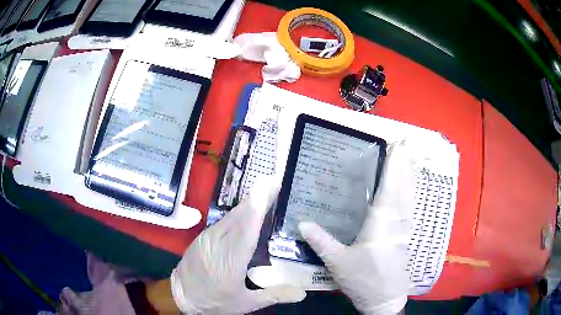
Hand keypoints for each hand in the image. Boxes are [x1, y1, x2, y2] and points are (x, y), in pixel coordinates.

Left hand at [171, 177, 305, 313]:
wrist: (181, 297)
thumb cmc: (215, 302)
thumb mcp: (246, 303)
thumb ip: (274, 295)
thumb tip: (302, 293)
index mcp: (230, 261)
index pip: (246, 229)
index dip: (257, 206)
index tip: (269, 186)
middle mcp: (217, 243)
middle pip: (239, 215)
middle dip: (257, 196)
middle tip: (275, 181)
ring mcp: (207, 238)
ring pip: (230, 216)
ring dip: (248, 202)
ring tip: (265, 190)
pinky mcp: (202, 237)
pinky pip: (223, 221)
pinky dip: (238, 213)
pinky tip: (247, 210)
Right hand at [299, 141, 415, 313]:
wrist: (385, 299)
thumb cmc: (362, 280)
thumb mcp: (337, 261)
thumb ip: (320, 240)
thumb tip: (302, 222)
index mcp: (381, 223)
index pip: (390, 187)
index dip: (395, 164)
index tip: (398, 145)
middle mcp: (396, 221)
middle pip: (404, 187)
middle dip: (406, 164)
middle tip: (406, 144)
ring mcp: (404, 229)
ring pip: (409, 196)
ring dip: (410, 176)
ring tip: (409, 159)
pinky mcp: (405, 237)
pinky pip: (409, 207)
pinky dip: (410, 193)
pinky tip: (408, 190)